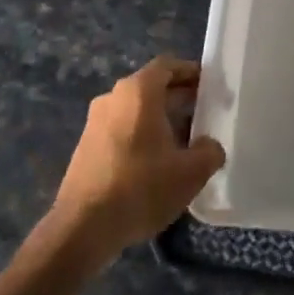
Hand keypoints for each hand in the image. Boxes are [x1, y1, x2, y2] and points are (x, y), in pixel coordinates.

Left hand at [50, 57, 224, 268]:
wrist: (83, 228)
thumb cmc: (142, 187)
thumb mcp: (191, 171)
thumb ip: (210, 151)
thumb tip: (209, 146)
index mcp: (138, 92)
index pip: (167, 66)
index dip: (191, 72)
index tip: (210, 86)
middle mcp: (113, 98)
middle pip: (151, 87)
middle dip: (179, 97)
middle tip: (204, 113)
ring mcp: (95, 123)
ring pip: (136, 110)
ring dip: (161, 119)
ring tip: (185, 141)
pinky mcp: (86, 147)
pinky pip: (121, 129)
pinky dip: (142, 135)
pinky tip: (157, 163)